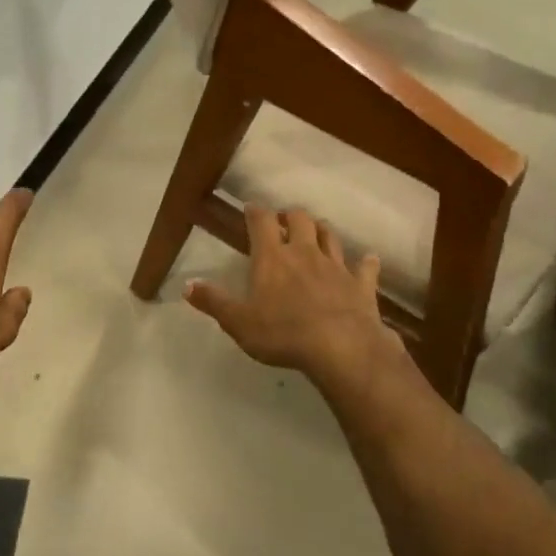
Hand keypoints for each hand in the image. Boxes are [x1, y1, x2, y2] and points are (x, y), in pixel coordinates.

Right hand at [184, 205, 402, 388]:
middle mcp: (305, 253)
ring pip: (330, 236)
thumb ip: (213, 302)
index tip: (250, 208)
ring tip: (316, 232)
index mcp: (273, 258)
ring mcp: (336, 267)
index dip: (255, 212)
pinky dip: (365, 262)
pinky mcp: (361, 285)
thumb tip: (187, 285)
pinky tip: (367, 260)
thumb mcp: (238, 322)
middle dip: (291, 216)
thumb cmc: (282, 333)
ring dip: (322, 231)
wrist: (340, 347)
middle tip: (284, 221)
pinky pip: (365, 267)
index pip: (262, 222)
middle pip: (301, 220)